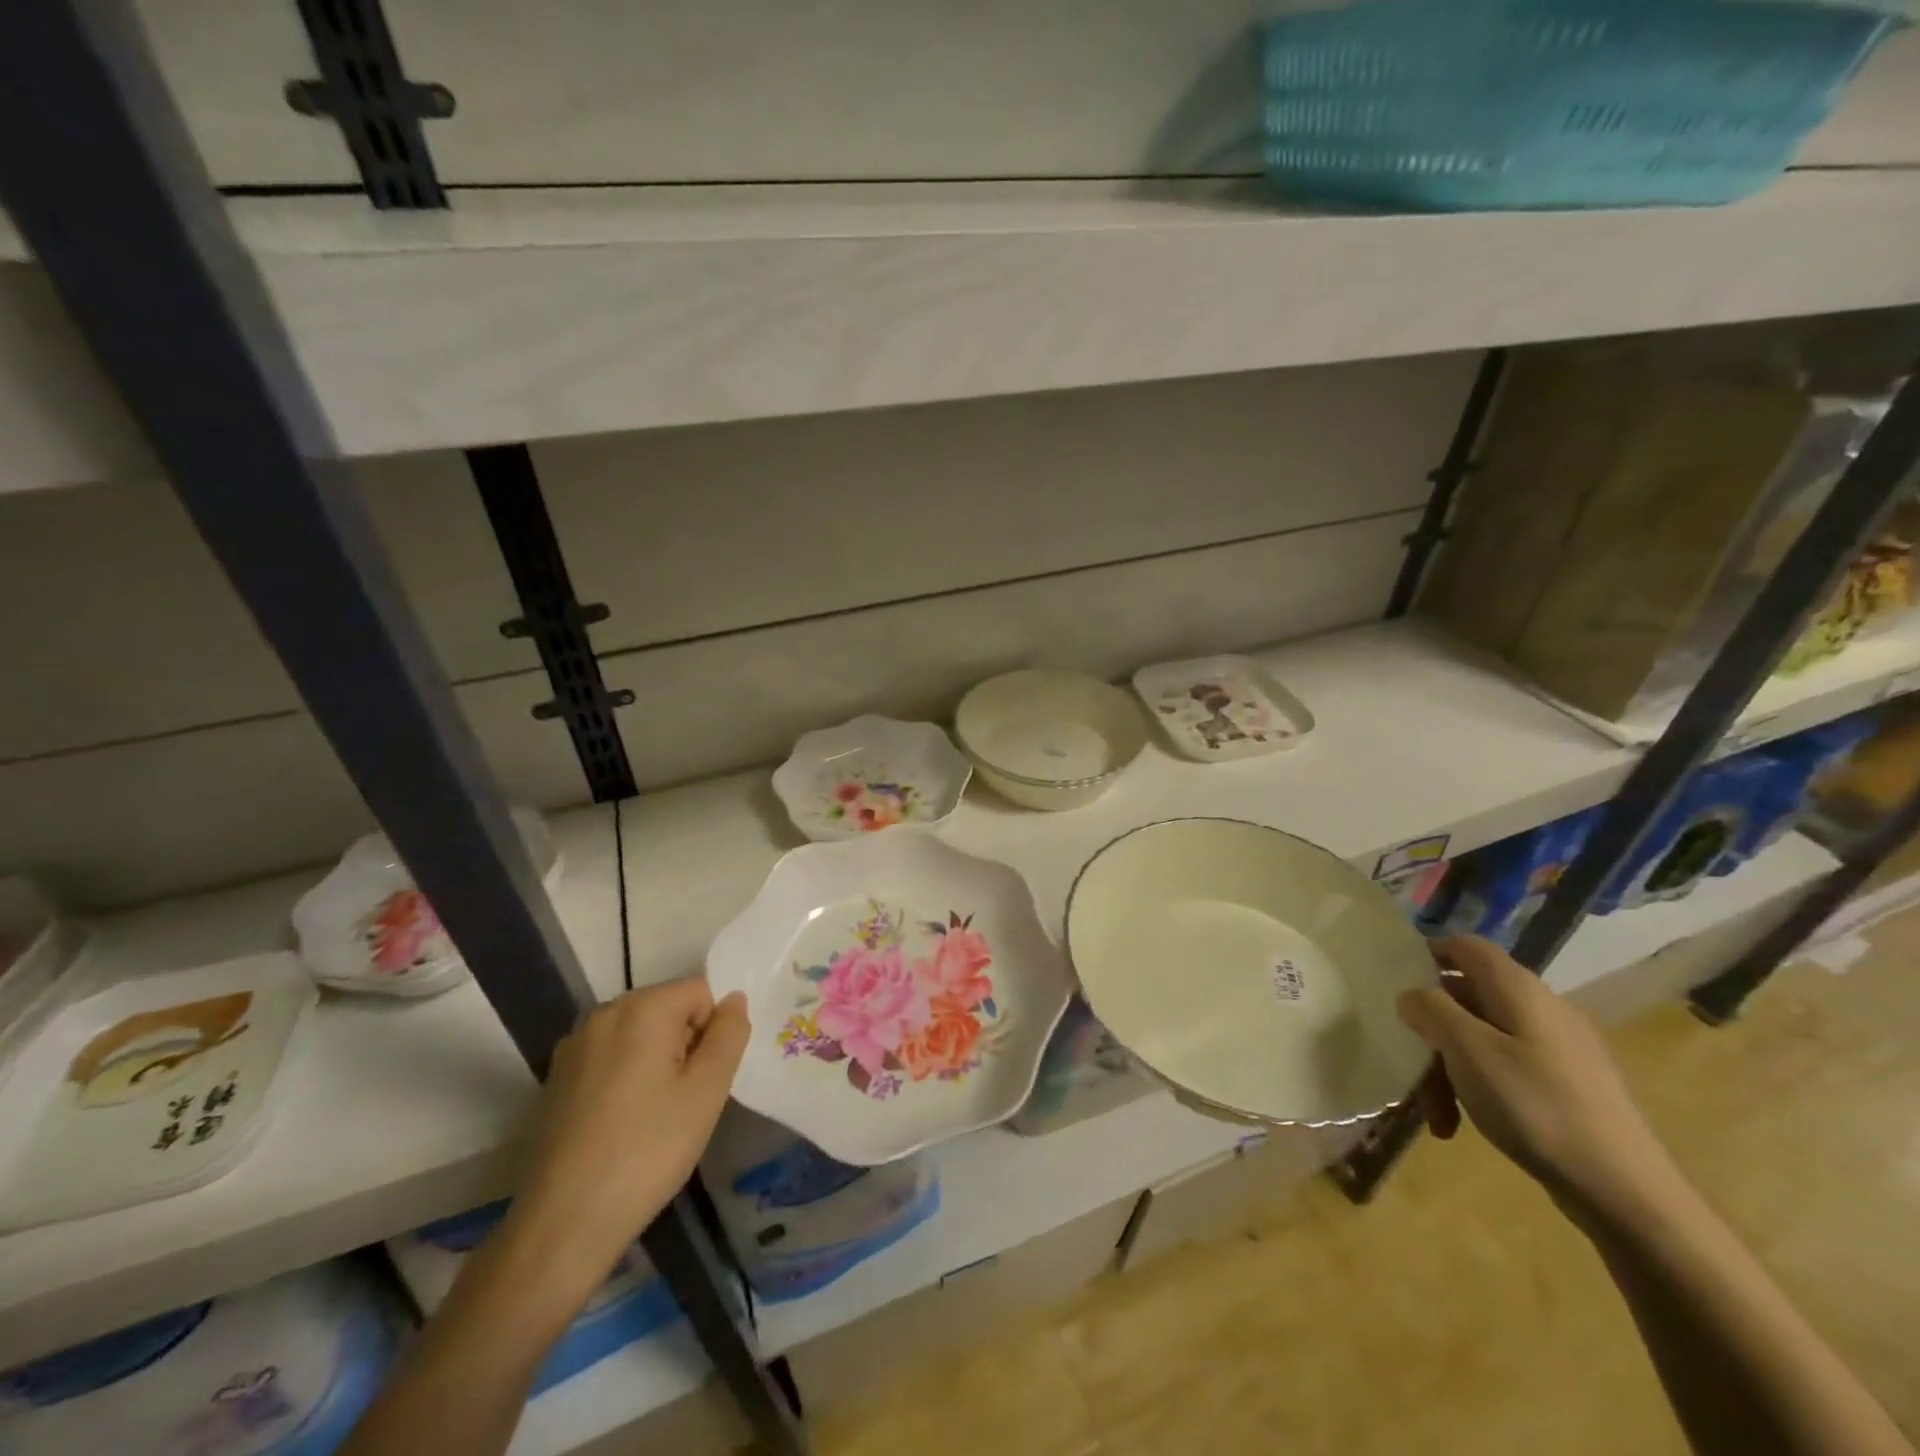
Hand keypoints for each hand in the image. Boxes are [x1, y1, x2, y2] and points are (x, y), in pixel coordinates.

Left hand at [499, 978, 748, 1308]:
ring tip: (654, 1115)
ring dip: (657, 1060)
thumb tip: (734, 999)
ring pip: (639, 1034)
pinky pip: (610, 1057)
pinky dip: (627, 1077)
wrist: (563, 1223)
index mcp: (642, 1007)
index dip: (714, 1030)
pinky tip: (623, 1124)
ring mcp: (575, 1045)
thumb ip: (730, 1034)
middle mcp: (604, 1013)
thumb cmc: (648, 1150)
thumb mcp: (707, 1090)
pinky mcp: (557, 1078)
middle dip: (685, 1043)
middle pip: (667, 1007)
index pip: (701, 991)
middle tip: (684, 1099)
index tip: (704, 1078)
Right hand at [1398, 936, 1676, 1227]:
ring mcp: (1558, 1048)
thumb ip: (1430, 1009)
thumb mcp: (1467, 1050)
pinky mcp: (1568, 1085)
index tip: (1393, 982)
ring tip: (1436, 1115)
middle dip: (1431, 1030)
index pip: (1465, 947)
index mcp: (1518, 989)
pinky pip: (1506, 1068)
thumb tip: (1412, 994)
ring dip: (1449, 1068)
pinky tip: (1464, 1125)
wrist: (1626, 1193)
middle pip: (1468, 998)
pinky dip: (1478, 1088)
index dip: (1428, 953)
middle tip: (1409, 1066)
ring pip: (1482, 1038)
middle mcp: (1541, 1008)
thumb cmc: (1535, 1106)